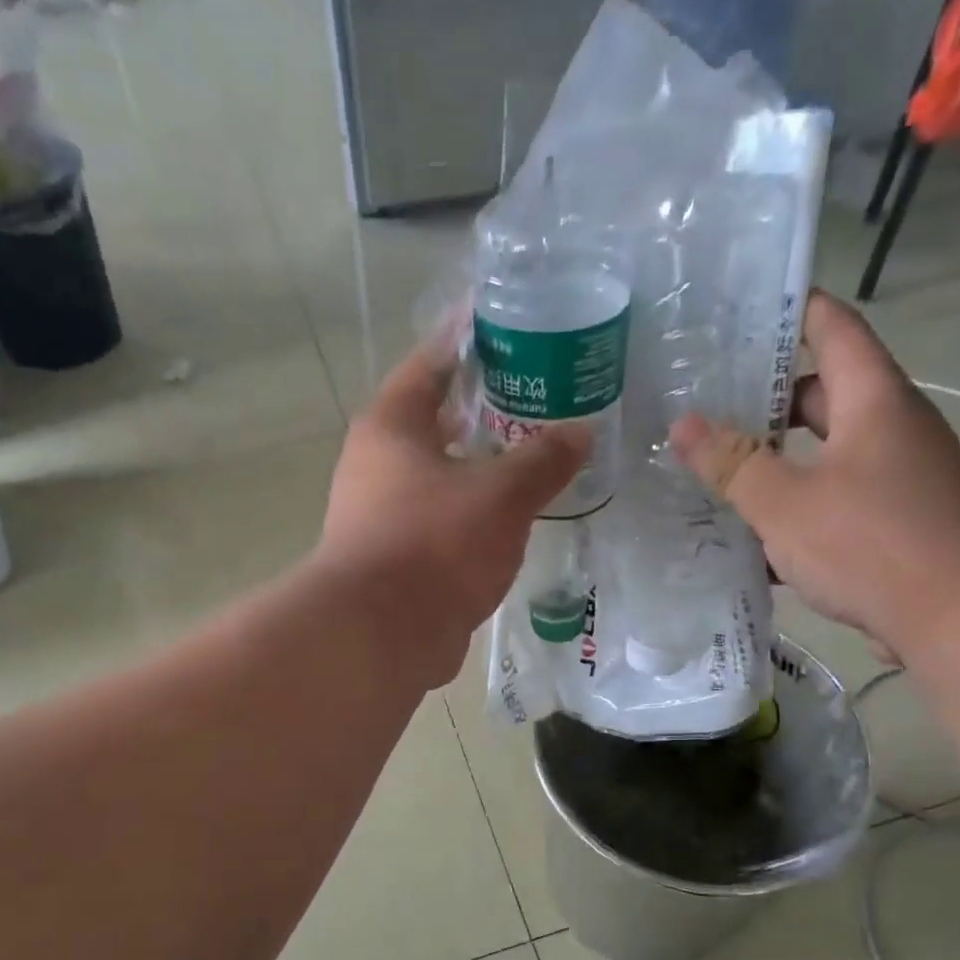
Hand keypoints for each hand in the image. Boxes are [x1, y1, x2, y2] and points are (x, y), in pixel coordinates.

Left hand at [317, 333, 590, 683]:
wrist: (381, 636)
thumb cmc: (435, 546)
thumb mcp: (500, 496)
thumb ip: (543, 460)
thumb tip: (582, 431)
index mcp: (392, 426)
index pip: (432, 362)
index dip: (469, 340)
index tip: (507, 324)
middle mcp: (377, 463)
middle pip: (435, 419)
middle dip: (484, 407)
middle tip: (538, 395)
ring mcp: (380, 513)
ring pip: (439, 473)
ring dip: (479, 464)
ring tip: (533, 454)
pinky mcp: (395, 556)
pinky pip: (440, 517)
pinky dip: (472, 511)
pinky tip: (511, 517)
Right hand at [670, 291, 959, 661]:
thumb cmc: (872, 541)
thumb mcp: (786, 502)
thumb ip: (732, 463)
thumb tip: (683, 424)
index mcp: (873, 400)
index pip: (834, 329)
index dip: (793, 311)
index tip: (742, 310)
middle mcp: (890, 428)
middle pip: (823, 395)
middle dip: (765, 398)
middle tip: (704, 401)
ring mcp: (895, 478)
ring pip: (823, 455)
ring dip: (774, 461)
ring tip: (713, 468)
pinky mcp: (893, 524)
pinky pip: (832, 501)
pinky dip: (794, 509)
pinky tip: (749, 535)